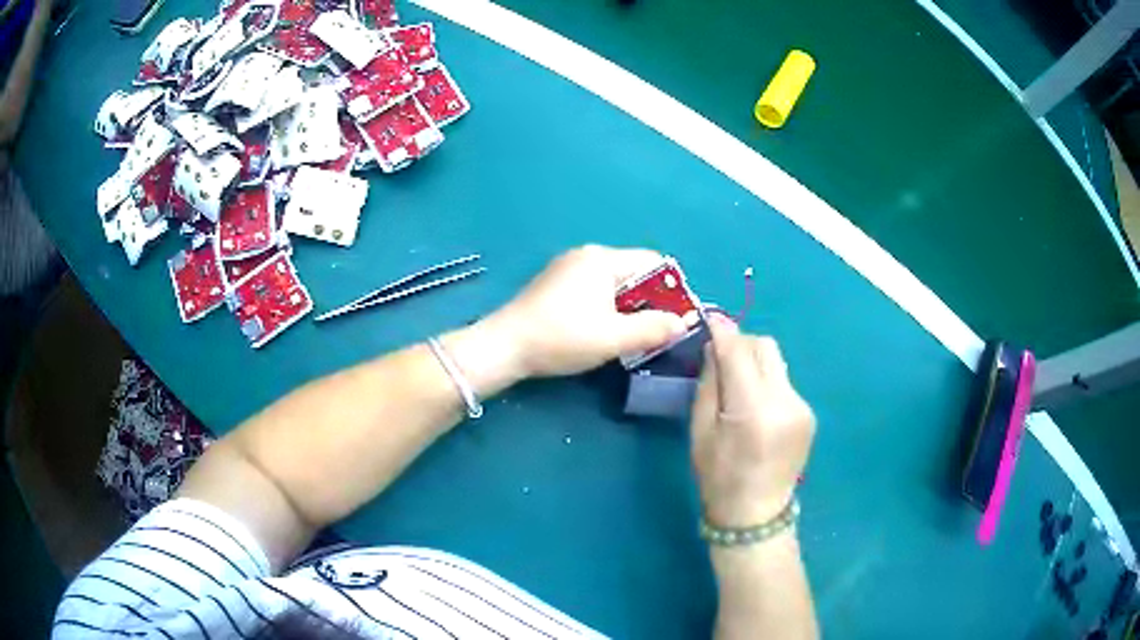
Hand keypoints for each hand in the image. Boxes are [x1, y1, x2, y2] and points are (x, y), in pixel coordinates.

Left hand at [488, 245, 687, 377]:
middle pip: (633, 271)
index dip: (673, 288)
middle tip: (659, 331)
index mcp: (603, 259)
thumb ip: (654, 328)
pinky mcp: (555, 284)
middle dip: (651, 299)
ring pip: (613, 282)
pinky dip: (608, 306)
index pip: (653, 262)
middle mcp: (586, 255)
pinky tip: (605, 330)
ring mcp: (567, 268)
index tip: (680, 317)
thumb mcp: (614, 338)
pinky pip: (594, 289)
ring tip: (635, 335)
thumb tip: (684, 322)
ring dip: (629, 306)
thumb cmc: (562, 337)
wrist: (504, 346)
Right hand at [690, 314, 814, 527]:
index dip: (723, 331)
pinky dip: (767, 382)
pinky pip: (784, 382)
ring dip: (755, 363)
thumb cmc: (718, 477)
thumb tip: (717, 346)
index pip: (739, 352)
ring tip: (739, 387)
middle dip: (742, 344)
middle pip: (765, 347)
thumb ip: (710, 383)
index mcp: (753, 409)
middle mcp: (785, 400)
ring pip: (776, 362)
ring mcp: (802, 406)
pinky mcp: (809, 413)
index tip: (709, 319)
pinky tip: (757, 407)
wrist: (756, 516)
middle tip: (722, 360)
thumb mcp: (700, 430)